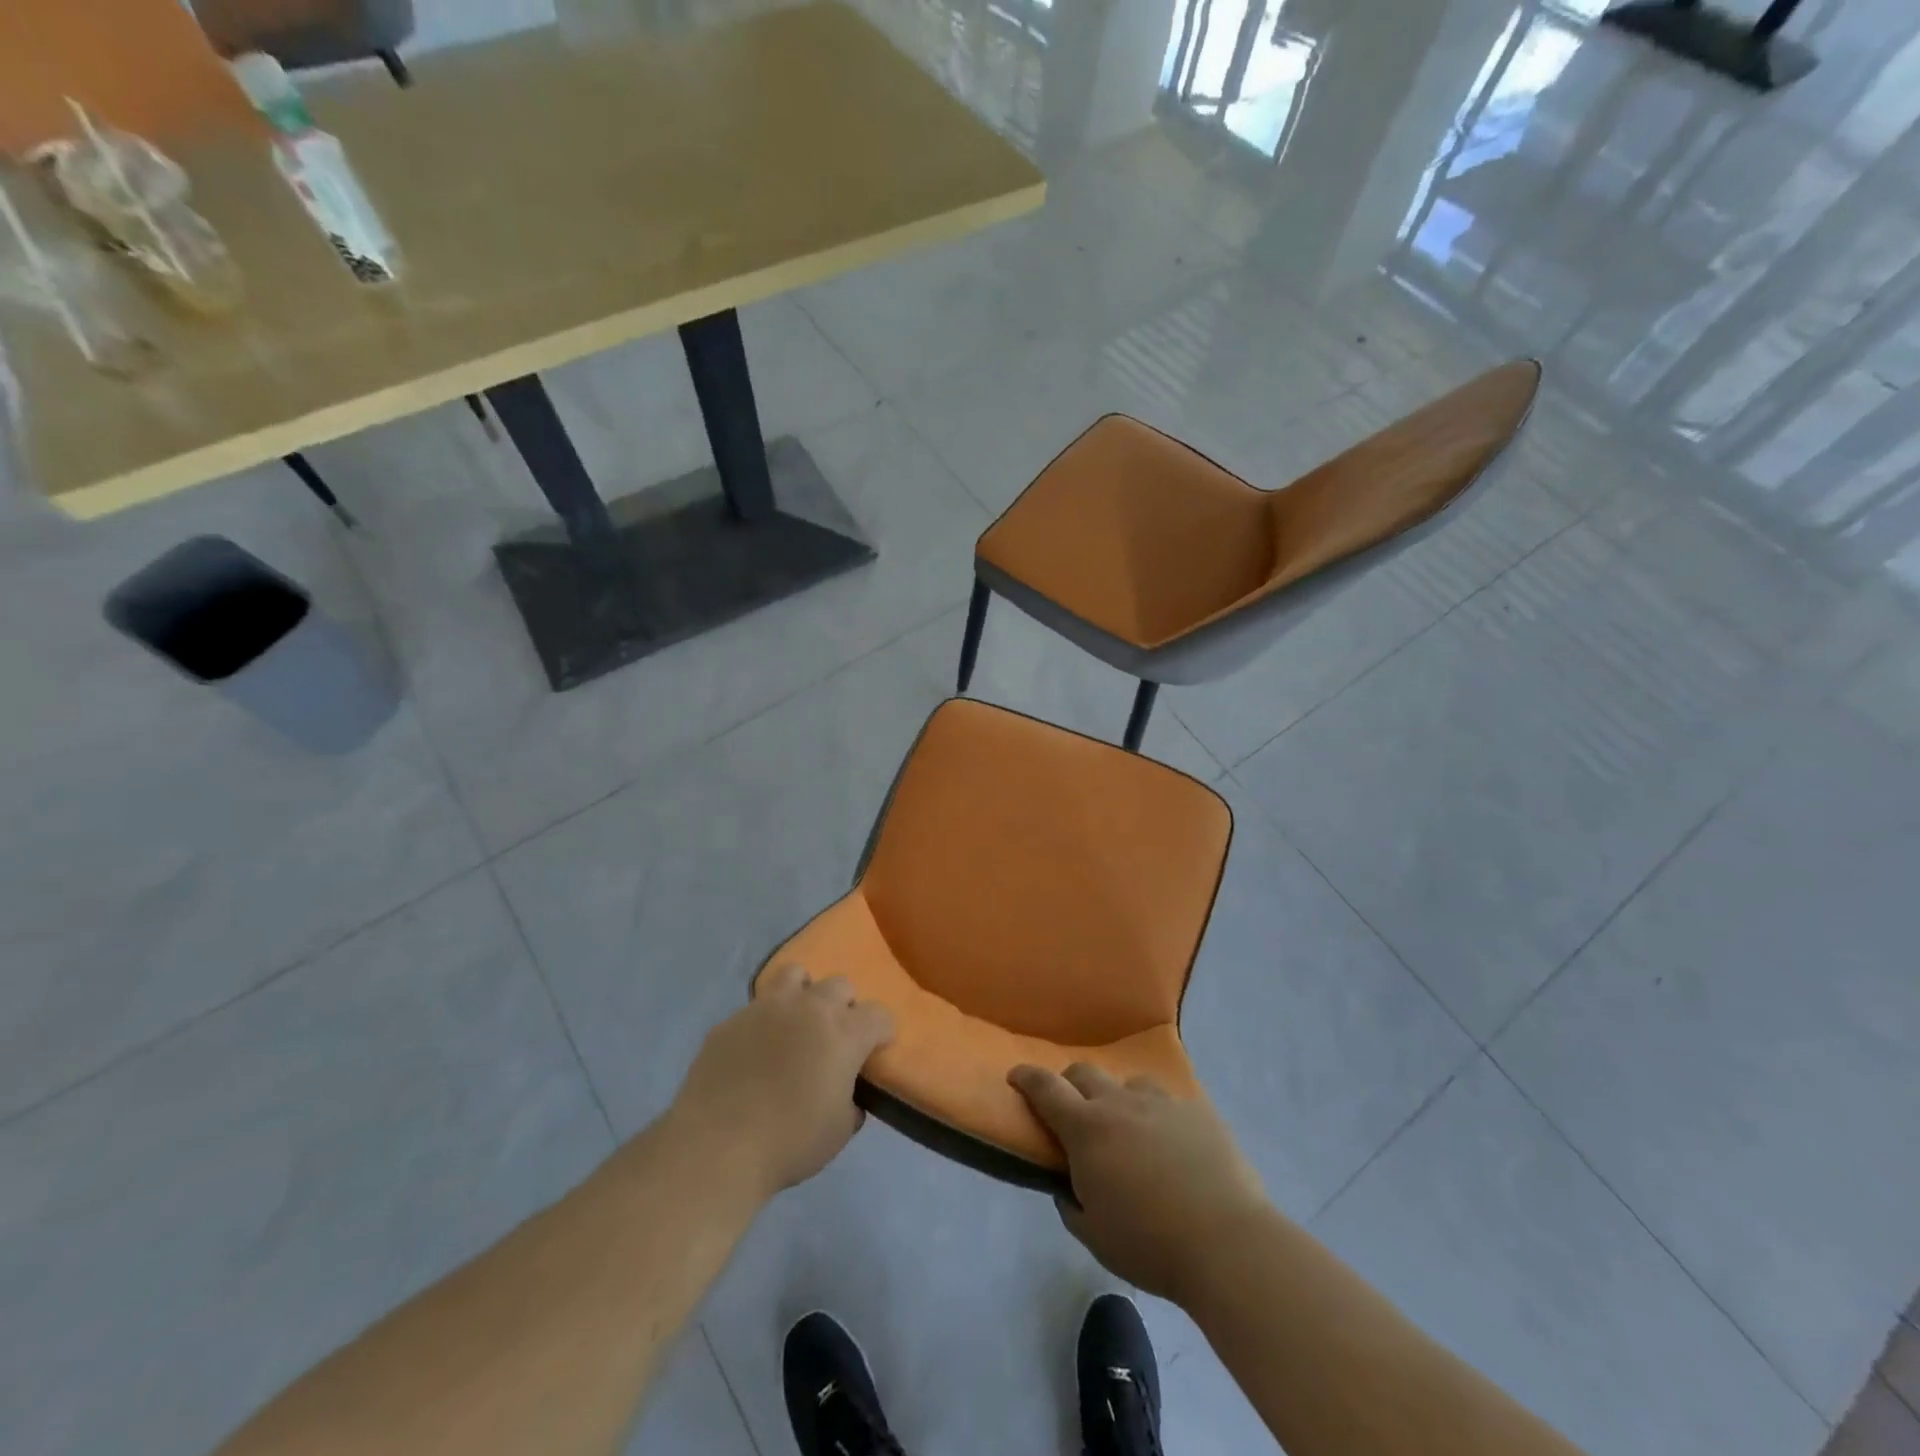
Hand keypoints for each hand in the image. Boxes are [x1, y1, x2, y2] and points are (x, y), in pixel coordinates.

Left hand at [671, 965, 893, 1201]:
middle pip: (840, 985)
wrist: (717, 1147)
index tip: (874, 1051)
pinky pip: (755, 1008)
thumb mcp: (840, 1131)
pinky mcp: (731, 1020)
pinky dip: (763, 1023)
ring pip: (795, 975)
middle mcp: (809, 1007)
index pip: (879, 1014)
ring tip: (795, 1024)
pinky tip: (754, 1052)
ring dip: (804, 994)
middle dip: (844, 1007)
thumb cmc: (790, 1142)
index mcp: (844, 1032)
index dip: (881, 1032)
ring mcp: (766, 1008)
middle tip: (833, 1039)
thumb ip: (851, 1101)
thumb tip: (846, 1093)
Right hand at [1009, 1063, 1269, 1303]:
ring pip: (1128, 1083)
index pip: (1045, 1088)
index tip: (1016, 1075)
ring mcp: (1161, 1102)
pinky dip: (1157, 1115)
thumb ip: (1071, 1203)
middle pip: (1084, 1073)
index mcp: (1086, 1129)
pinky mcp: (1197, 1110)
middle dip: (1070, 1084)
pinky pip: (1167, 1101)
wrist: (1227, 1242)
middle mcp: (1119, 1103)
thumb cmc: (1150, 1244)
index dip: (1027, 1077)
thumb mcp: (1094, 1235)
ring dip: (1118, 1098)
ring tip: (1127, 1128)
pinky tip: (1170, 1142)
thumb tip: (1069, 1185)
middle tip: (1071, 1108)